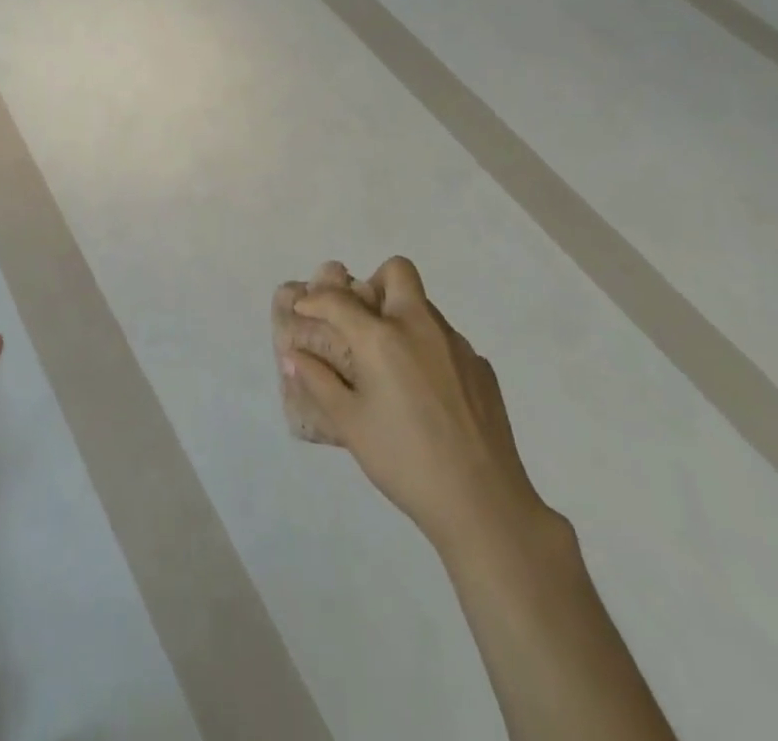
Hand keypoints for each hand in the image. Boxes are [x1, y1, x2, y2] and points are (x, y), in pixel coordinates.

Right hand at [285, 256, 549, 551]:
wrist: (484, 505)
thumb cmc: (405, 461)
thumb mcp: (350, 423)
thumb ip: (318, 381)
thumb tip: (293, 355)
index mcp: (382, 338)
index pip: (338, 300)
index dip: (314, 300)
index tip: (304, 310)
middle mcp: (421, 327)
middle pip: (397, 272)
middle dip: (374, 283)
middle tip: (362, 321)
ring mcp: (457, 345)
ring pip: (423, 307)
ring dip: (401, 318)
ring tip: (391, 365)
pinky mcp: (482, 367)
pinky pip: (447, 341)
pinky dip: (429, 351)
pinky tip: (426, 393)